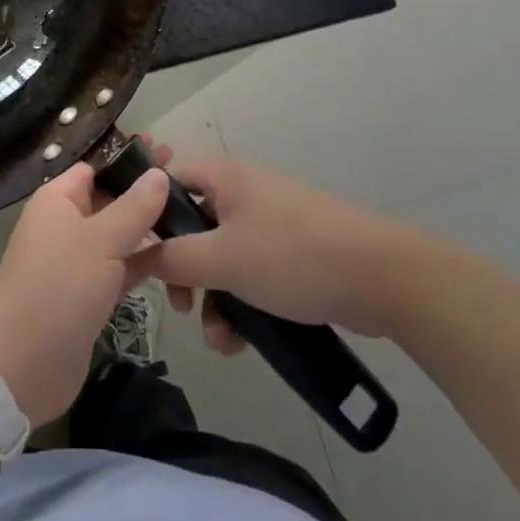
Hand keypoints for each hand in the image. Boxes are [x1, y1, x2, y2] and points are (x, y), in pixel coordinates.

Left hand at [0, 162, 170, 427]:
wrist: (22, 363)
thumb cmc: (58, 286)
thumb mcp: (100, 240)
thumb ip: (134, 207)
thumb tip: (158, 173)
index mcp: (60, 198)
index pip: (97, 166)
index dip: (130, 158)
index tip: (168, 152)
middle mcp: (68, 223)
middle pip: (112, 199)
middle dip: (146, 193)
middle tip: (191, 186)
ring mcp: (80, 260)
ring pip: (121, 235)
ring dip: (152, 230)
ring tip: (195, 219)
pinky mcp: (92, 294)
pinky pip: (124, 268)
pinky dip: (148, 264)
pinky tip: (180, 260)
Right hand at [144, 155, 429, 352]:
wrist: (382, 276)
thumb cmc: (291, 256)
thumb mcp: (223, 260)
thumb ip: (174, 258)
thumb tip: (137, 253)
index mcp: (225, 178)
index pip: (169, 178)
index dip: (148, 212)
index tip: (139, 253)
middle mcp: (245, 192)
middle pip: (194, 225)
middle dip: (185, 271)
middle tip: (183, 306)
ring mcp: (273, 222)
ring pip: (224, 256)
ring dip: (215, 298)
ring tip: (220, 340)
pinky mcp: (295, 253)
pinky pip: (253, 273)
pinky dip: (243, 303)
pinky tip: (243, 342)